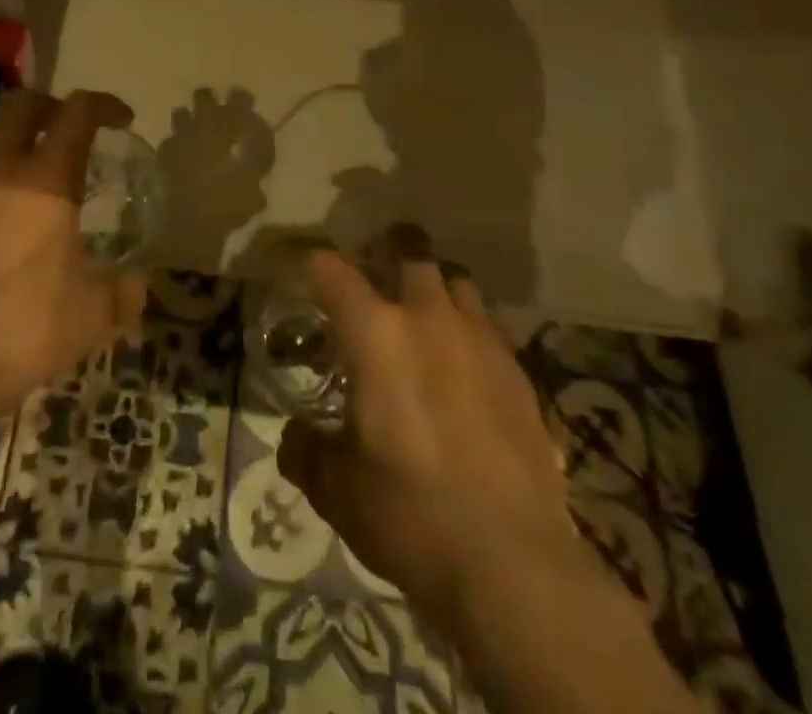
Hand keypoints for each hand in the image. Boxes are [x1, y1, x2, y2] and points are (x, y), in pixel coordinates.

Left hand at [0, 89, 149, 420]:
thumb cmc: (25, 332)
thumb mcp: (93, 315)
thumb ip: (124, 290)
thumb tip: (137, 283)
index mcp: (45, 182)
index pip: (78, 113)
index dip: (104, 105)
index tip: (121, 120)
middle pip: (23, 105)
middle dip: (52, 107)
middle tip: (70, 133)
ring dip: (15, 155)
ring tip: (30, 198)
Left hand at [156, 86, 275, 240]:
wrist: (186, 229)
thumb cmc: (226, 203)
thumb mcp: (254, 179)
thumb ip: (259, 154)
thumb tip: (258, 139)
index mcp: (221, 128)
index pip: (236, 99)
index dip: (242, 98)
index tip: (249, 103)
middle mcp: (196, 128)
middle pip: (203, 98)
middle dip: (213, 101)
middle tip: (224, 114)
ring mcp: (175, 142)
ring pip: (182, 115)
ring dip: (192, 119)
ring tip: (202, 134)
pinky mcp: (162, 159)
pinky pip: (170, 142)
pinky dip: (179, 144)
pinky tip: (186, 157)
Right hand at [276, 228, 579, 631]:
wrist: (513, 561)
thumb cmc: (409, 512)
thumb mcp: (337, 489)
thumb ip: (306, 451)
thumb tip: (293, 437)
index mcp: (375, 333)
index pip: (332, 271)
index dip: (311, 260)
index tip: (302, 263)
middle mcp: (428, 318)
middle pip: (410, 254)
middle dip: (390, 249)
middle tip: (375, 266)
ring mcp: (480, 340)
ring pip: (457, 281)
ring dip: (436, 286)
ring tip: (424, 310)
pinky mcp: (519, 372)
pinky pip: (489, 327)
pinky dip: (470, 330)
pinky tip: (465, 365)